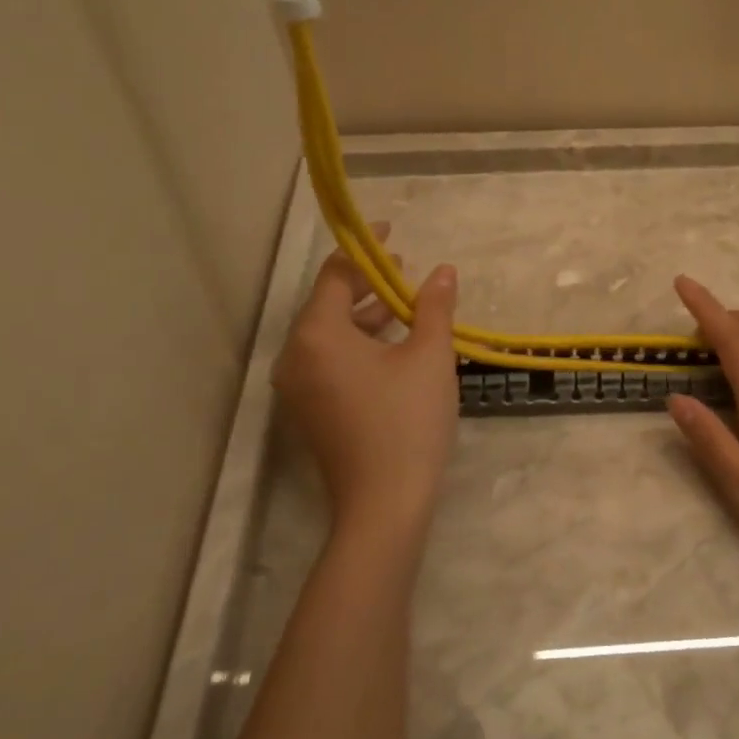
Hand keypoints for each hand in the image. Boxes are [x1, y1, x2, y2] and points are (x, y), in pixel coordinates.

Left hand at [273, 225, 459, 550]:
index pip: (336, 274)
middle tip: (405, 267)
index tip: (394, 233)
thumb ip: (434, 307)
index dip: (365, 250)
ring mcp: (297, 387)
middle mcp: (295, 355)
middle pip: (328, 302)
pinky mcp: (310, 410)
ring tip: (405, 302)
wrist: (384, 504)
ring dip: (365, 313)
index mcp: (317, 334)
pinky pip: (328, 359)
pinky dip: (357, 342)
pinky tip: (392, 343)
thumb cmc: (407, 420)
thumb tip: (443, 272)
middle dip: (367, 281)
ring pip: (329, 333)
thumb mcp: (429, 356)